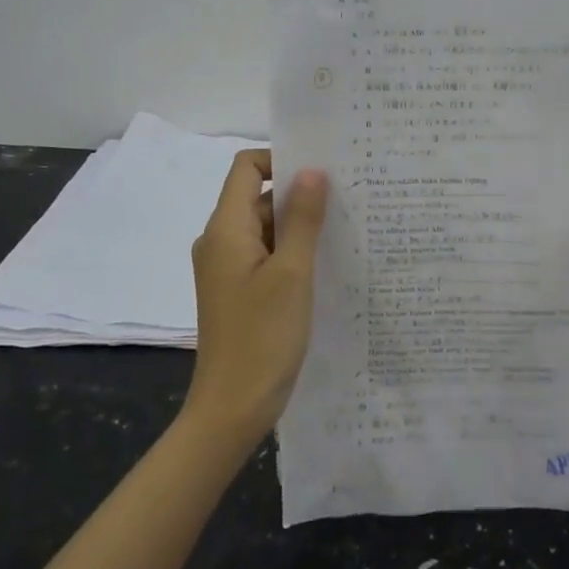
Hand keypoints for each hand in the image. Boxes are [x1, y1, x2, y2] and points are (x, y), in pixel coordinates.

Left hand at [187, 149, 329, 443]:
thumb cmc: (263, 337)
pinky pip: (265, 255)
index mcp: (225, 229)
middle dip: (299, 195)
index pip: (246, 168)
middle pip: (258, 197)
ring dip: (299, 226)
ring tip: (345, 229)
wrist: (232, 408)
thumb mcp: (292, 273)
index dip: (281, 159)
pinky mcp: (238, 290)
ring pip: (265, 228)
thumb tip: (312, 170)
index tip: (322, 171)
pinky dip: (291, 252)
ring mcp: (228, 268)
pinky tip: (326, 262)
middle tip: (348, 199)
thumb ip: (303, 219)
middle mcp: (220, 241)